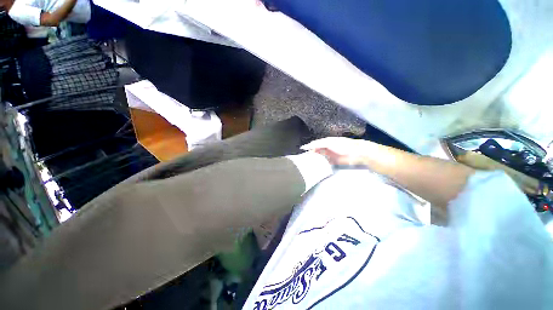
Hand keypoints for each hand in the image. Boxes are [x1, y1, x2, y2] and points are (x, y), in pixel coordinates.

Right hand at [301, 137, 374, 165]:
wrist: (356, 153)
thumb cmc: (342, 145)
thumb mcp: (329, 142)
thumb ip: (318, 144)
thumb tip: (308, 146)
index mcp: (325, 142)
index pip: (315, 144)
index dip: (308, 147)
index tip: (302, 150)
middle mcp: (327, 148)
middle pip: (316, 151)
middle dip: (311, 154)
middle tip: (304, 159)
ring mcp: (330, 155)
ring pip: (320, 157)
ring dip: (315, 160)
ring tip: (308, 163)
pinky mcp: (333, 162)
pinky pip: (325, 163)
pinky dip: (321, 165)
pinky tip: (317, 167)